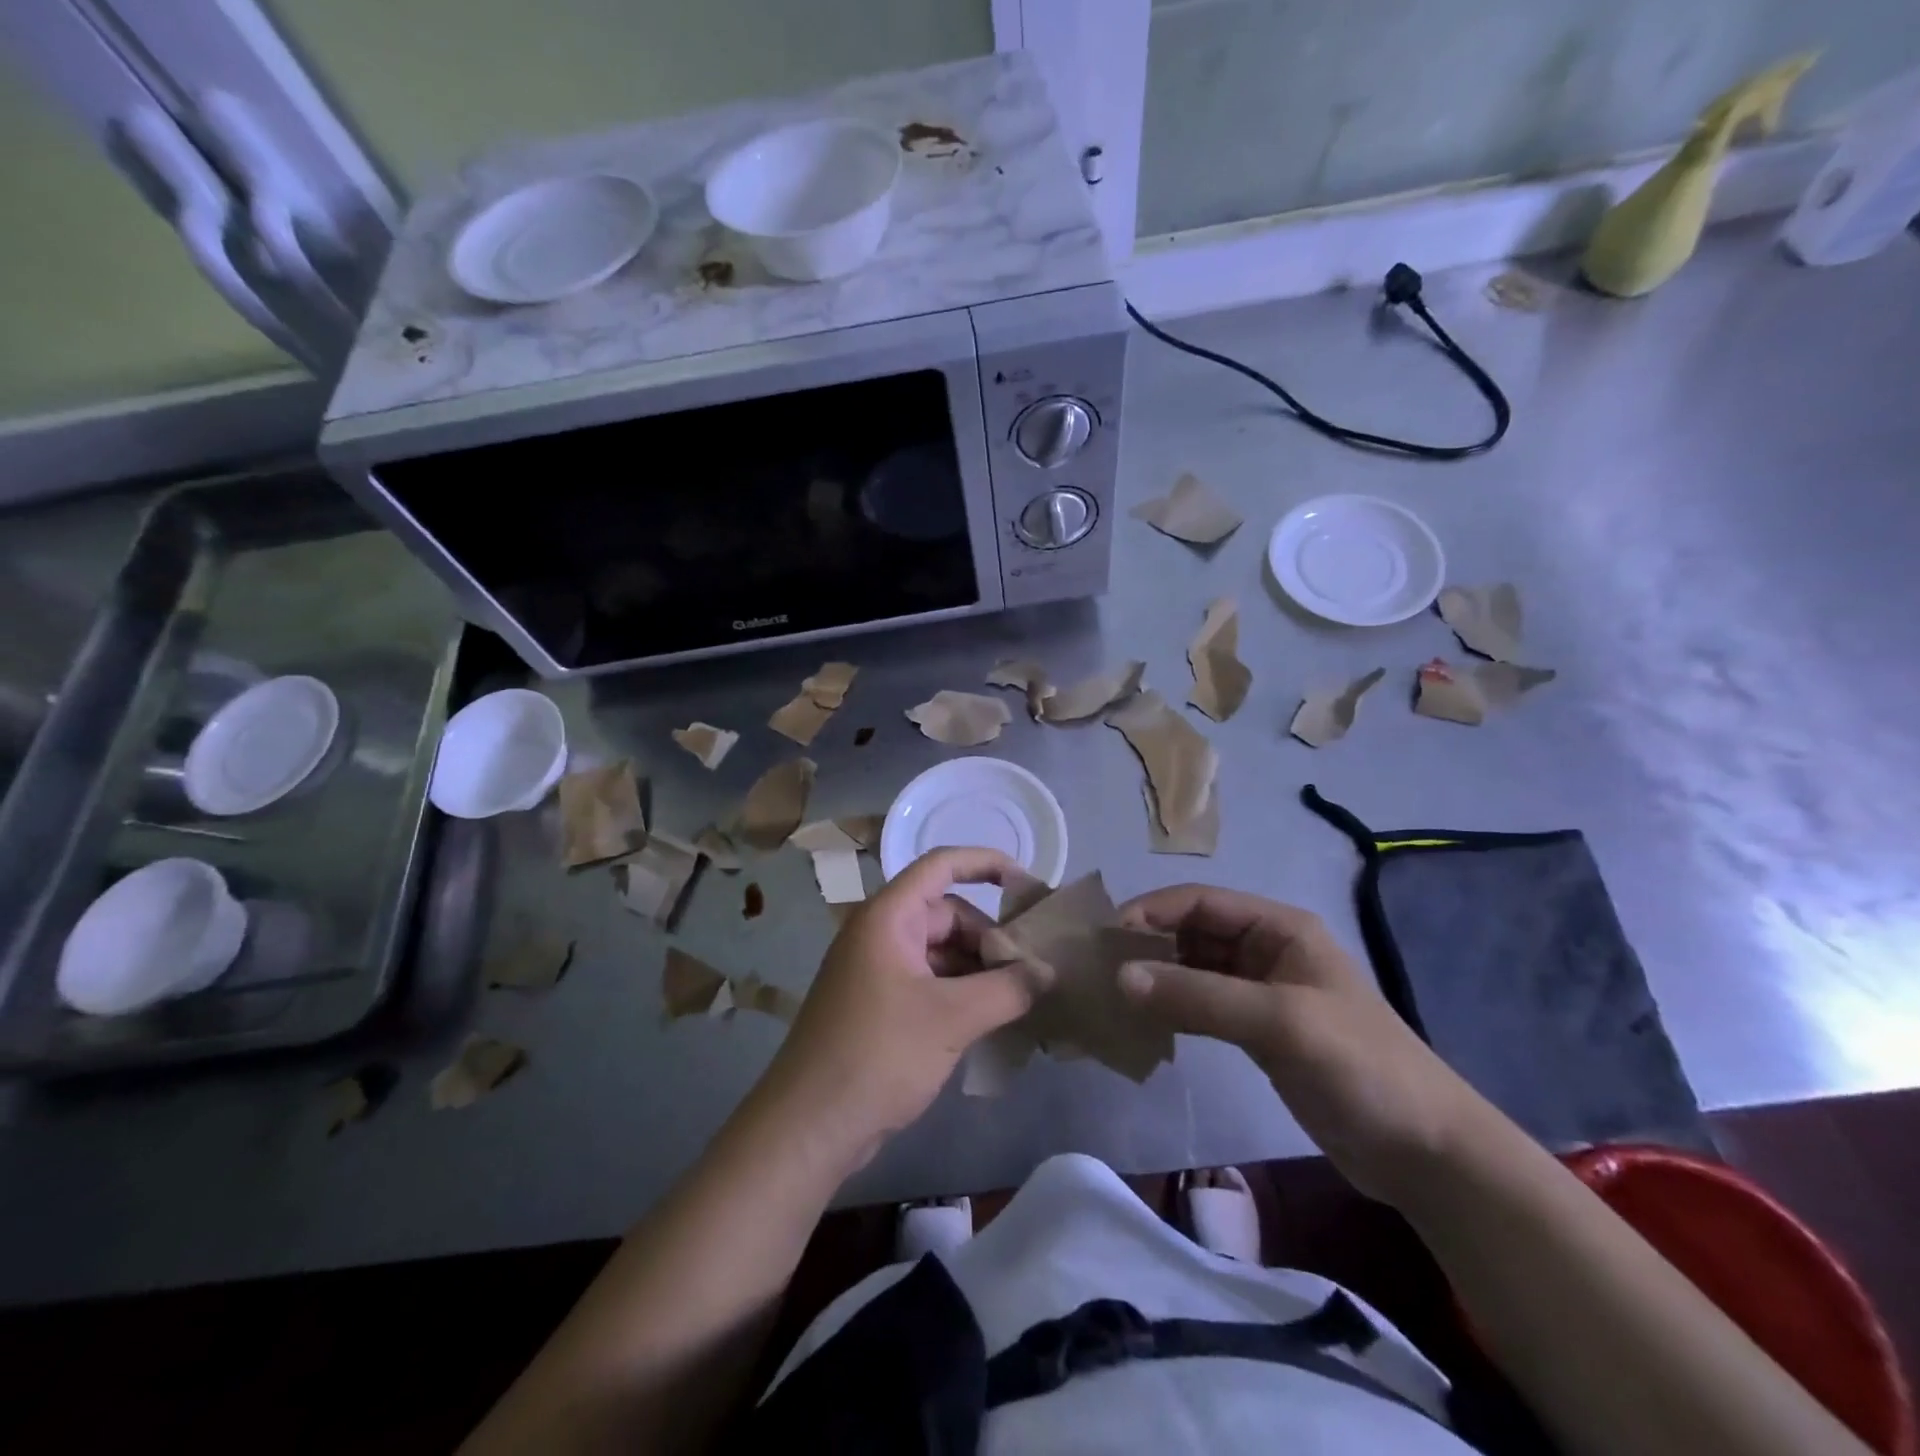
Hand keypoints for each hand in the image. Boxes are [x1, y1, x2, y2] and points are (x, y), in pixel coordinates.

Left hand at [758, 848, 1039, 1173]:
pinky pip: (930, 982)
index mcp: (888, 917)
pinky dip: (961, 993)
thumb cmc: (878, 1054)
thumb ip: (1007, 989)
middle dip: (990, 937)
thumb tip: (1048, 972)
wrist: (809, 1126)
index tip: (1028, 883)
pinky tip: (992, 1019)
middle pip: (947, 914)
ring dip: (979, 969)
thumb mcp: (951, 1019)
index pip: (941, 866)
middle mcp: (881, 934)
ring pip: (941, 952)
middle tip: (1032, 969)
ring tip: (1021, 997)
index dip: (985, 863)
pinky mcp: (880, 1006)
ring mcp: (878, 971)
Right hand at [1116, 885, 1481, 1205]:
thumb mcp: (1279, 1022)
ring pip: (1194, 970)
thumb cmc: (1360, 1067)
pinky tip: (1146, 1025)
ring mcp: (1263, 993)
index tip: (1105, 938)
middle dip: (1148, 945)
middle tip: (1099, 970)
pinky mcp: (1260, 1032)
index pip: (1199, 902)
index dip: (1151, 911)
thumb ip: (1198, 996)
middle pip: (1192, 933)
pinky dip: (1174, 1010)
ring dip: (1157, 978)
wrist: (1427, 1152)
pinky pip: (1204, 1006)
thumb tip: (1120, 977)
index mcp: (1278, 928)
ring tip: (1112, 997)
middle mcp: (1267, 950)